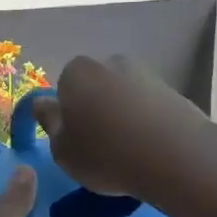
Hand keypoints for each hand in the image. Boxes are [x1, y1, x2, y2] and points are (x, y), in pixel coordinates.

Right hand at [30, 55, 212, 198]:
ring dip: (123, 114)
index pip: (64, 86)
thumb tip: (43, 103)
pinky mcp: (172, 90)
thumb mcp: (63, 150)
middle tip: (100, 145)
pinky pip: (149, 106)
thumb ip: (50, 123)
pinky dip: (146, 121)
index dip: (68, 113)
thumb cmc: (105, 153)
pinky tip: (150, 147)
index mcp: (76, 72)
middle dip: (96, 108)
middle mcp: (109, 63)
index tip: (75, 139)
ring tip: (129, 150)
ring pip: (123, 95)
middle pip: (96, 86)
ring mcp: (144, 73)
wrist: (173, 154)